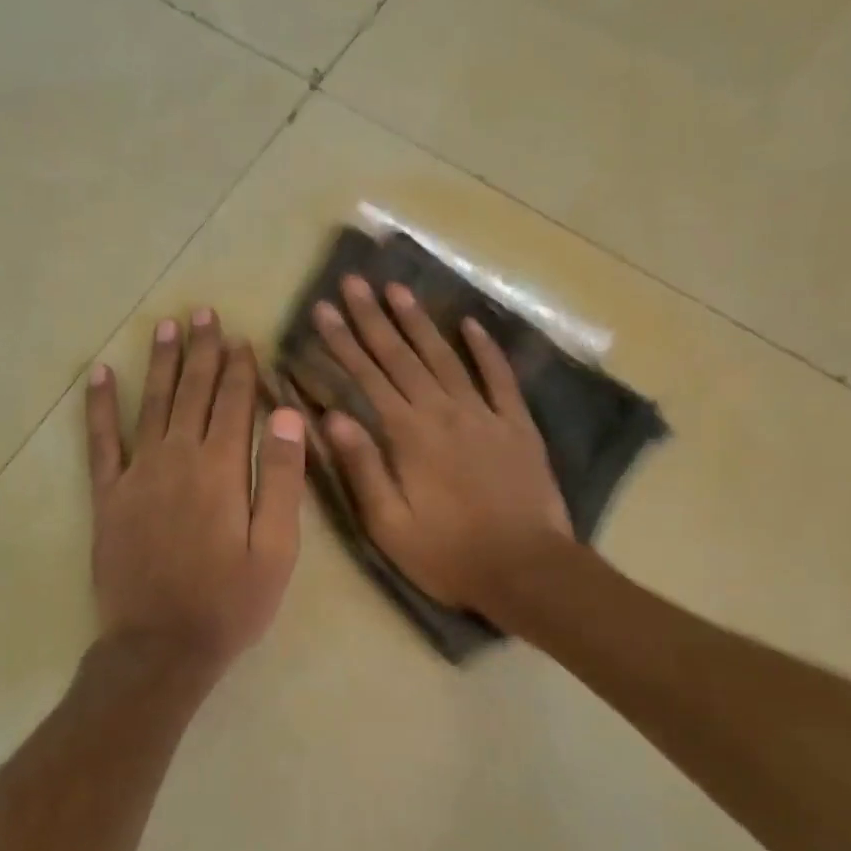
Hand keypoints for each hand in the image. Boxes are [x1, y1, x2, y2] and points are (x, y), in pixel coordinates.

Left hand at [86, 309, 306, 677]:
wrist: (161, 647)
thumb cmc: (230, 602)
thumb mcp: (276, 549)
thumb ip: (280, 478)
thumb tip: (286, 415)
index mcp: (221, 469)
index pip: (234, 403)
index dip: (240, 368)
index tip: (242, 338)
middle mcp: (177, 458)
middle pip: (193, 392)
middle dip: (202, 351)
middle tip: (203, 313)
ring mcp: (137, 474)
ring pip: (152, 404)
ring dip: (161, 363)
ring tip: (166, 326)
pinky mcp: (108, 496)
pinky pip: (100, 441)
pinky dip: (100, 406)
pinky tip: (100, 375)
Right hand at [312, 275, 570, 616]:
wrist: (527, 568)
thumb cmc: (449, 554)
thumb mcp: (390, 525)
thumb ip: (362, 468)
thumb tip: (330, 417)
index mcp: (408, 435)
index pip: (367, 377)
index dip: (342, 342)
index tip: (324, 309)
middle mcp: (444, 412)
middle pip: (401, 356)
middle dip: (373, 318)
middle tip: (354, 281)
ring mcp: (485, 414)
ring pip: (445, 357)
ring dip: (419, 322)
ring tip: (397, 290)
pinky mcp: (517, 425)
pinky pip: (500, 377)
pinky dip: (486, 349)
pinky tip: (471, 325)